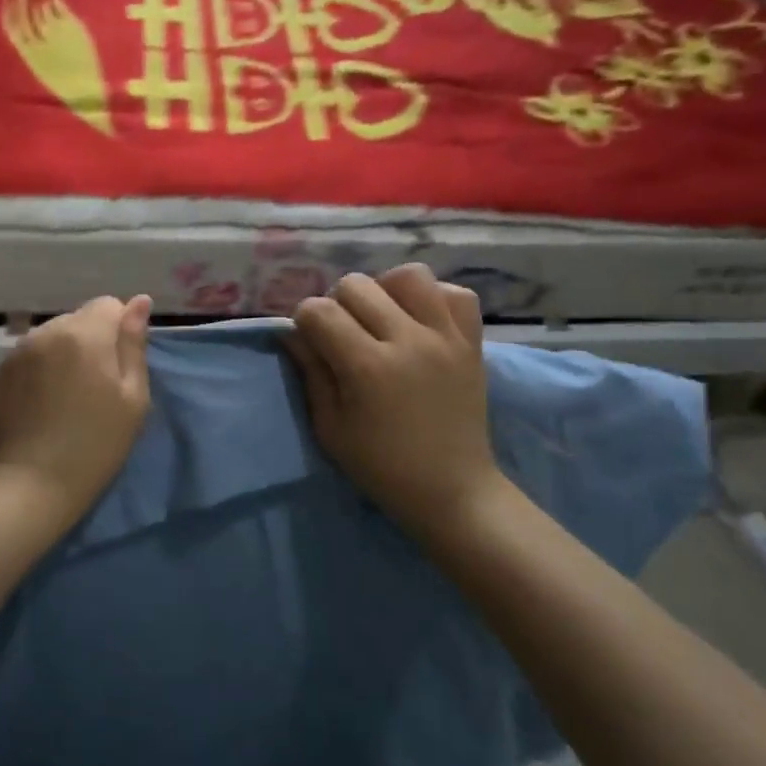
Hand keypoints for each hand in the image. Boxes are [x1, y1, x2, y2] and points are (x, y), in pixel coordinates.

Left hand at [0, 295, 152, 528]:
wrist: (30, 484)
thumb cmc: (96, 443)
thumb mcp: (133, 397)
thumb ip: (134, 344)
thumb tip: (139, 301)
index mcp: (84, 332)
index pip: (108, 305)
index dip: (119, 332)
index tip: (119, 369)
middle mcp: (46, 331)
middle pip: (77, 320)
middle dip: (90, 342)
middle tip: (95, 388)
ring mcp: (16, 352)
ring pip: (51, 339)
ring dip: (62, 356)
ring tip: (66, 398)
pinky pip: (28, 359)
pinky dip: (39, 372)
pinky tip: (42, 407)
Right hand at [284, 265, 508, 548]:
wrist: (452, 490)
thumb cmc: (381, 466)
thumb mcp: (330, 428)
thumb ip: (311, 372)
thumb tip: (292, 332)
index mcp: (367, 367)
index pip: (319, 310)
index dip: (305, 321)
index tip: (311, 342)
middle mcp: (408, 341)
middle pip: (357, 285)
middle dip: (338, 304)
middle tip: (344, 335)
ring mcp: (446, 337)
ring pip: (409, 275)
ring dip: (385, 290)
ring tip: (383, 319)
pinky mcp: (473, 342)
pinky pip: (456, 293)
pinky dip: (434, 298)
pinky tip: (420, 321)